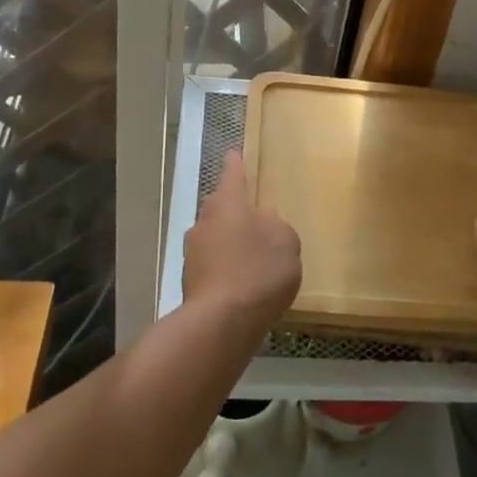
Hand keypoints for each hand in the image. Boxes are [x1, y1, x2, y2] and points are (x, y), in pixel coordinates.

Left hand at [182, 152, 301, 335]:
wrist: (221, 323)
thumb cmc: (258, 271)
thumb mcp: (286, 243)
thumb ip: (276, 226)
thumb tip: (263, 223)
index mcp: (228, 202)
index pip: (233, 173)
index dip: (236, 163)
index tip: (235, 153)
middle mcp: (205, 219)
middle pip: (220, 205)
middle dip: (234, 208)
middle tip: (255, 216)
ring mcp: (193, 250)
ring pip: (214, 235)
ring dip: (229, 240)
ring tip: (252, 256)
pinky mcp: (190, 279)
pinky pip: (212, 262)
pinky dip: (225, 266)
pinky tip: (242, 282)